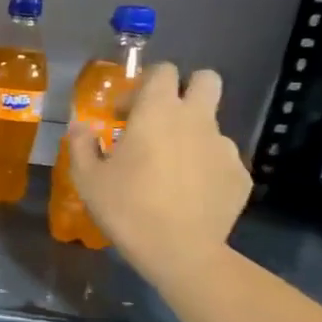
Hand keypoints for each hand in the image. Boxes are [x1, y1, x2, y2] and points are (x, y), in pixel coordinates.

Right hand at [69, 63, 250, 283]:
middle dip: (186, 89)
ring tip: (170, 168)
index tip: (126, 111)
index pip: (163, 71)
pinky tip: (188, 193)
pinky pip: (220, 159)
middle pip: (206, 80)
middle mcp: (196, 119)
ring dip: (192, 135)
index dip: (144, 84)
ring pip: (212, 124)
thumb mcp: (87, 178)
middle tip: (162, 118)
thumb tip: (81, 126)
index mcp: (158, 112)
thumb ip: (82, 144)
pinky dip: (204, 167)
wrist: (179, 251)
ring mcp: (224, 146)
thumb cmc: (126, 207)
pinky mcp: (239, 174)